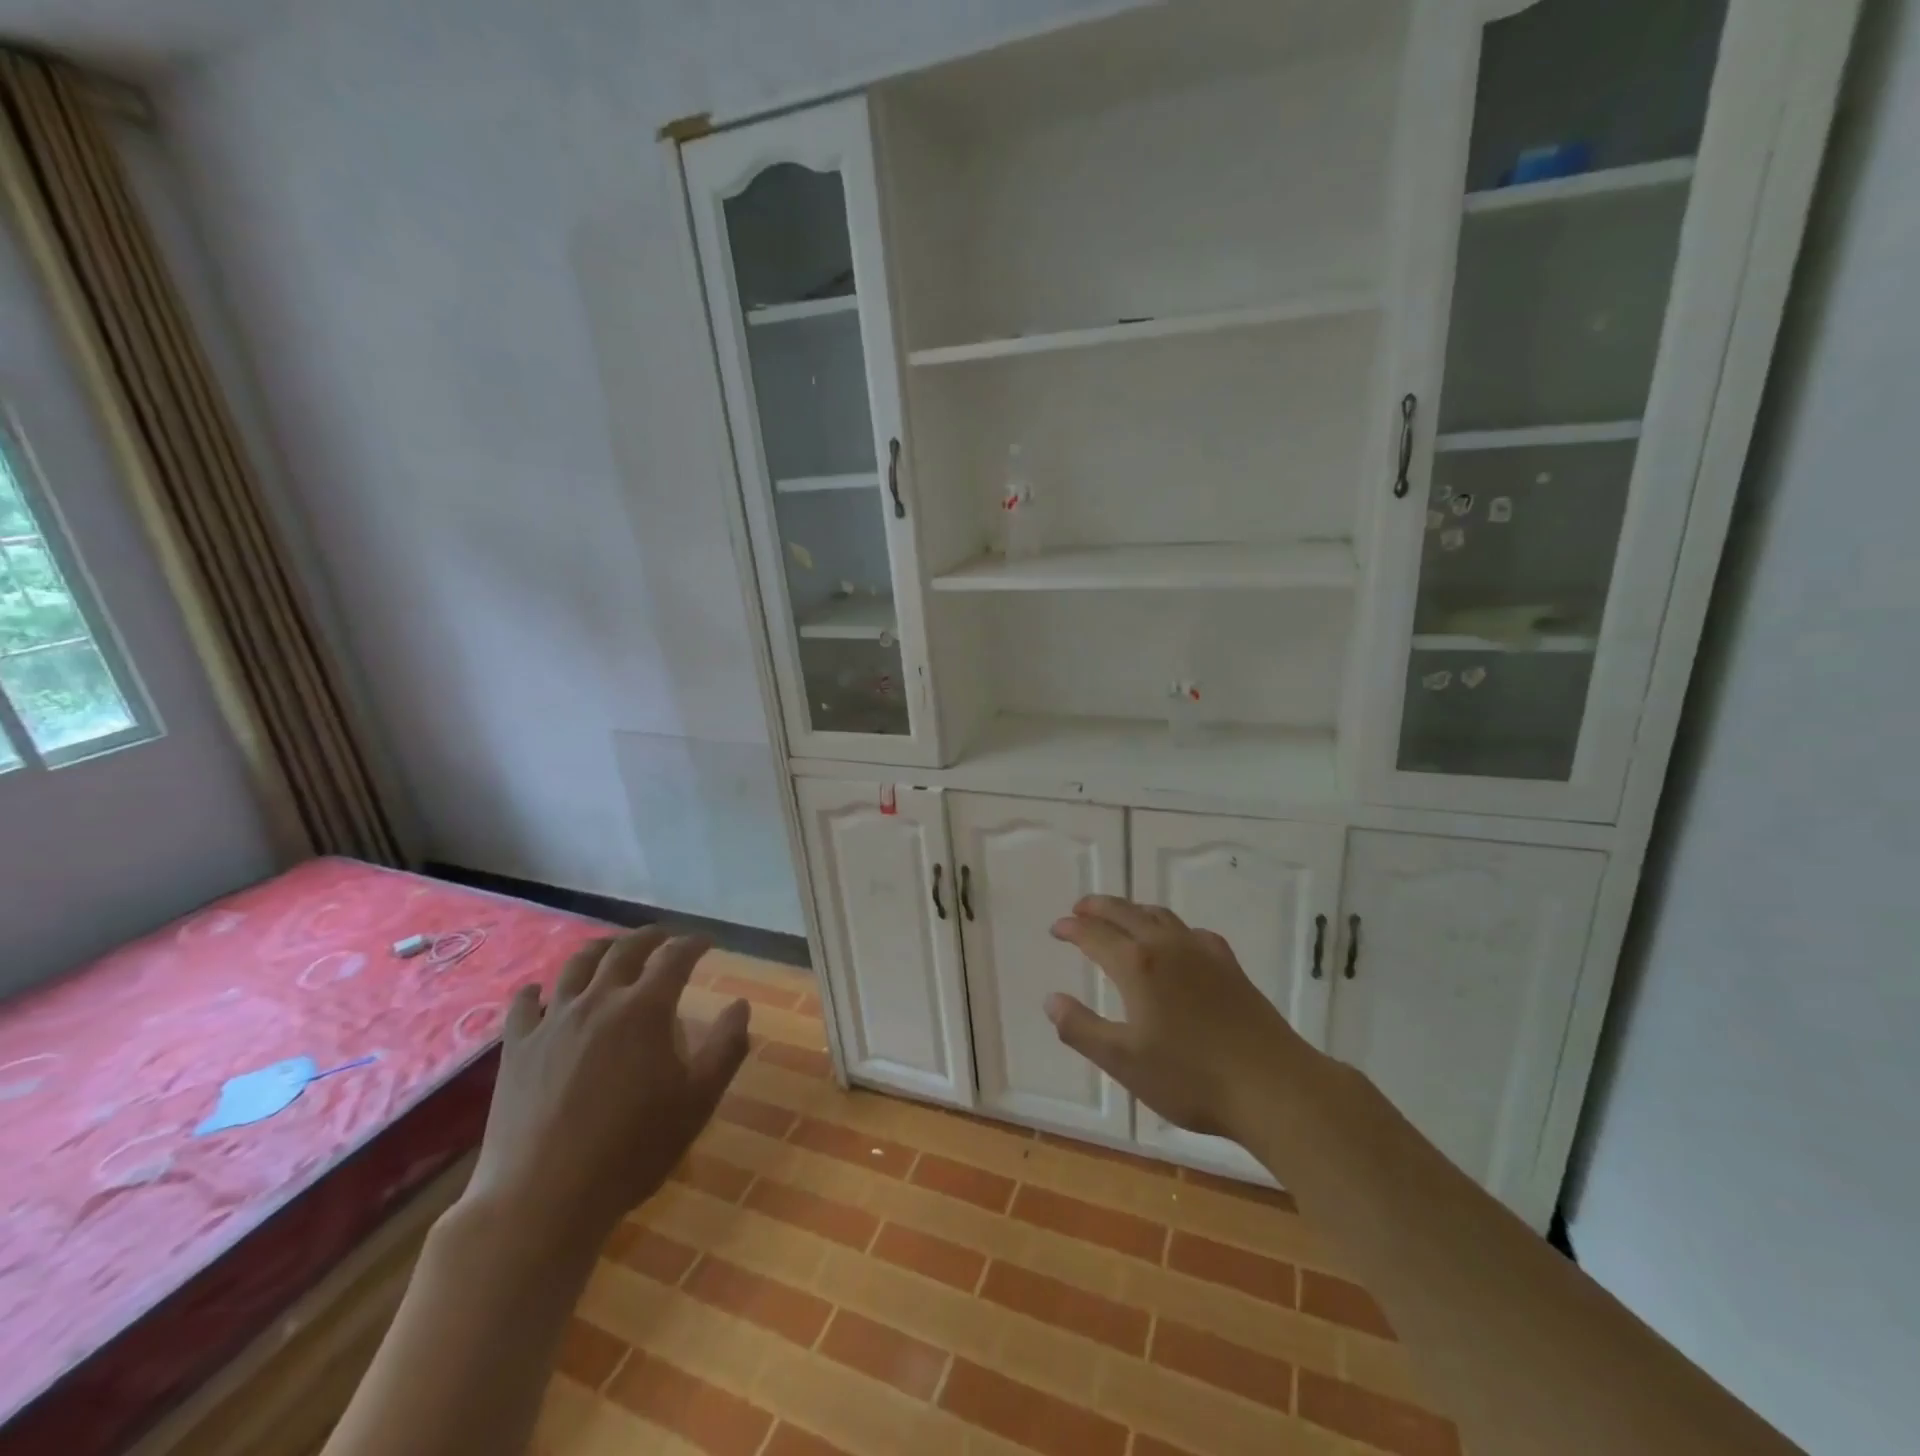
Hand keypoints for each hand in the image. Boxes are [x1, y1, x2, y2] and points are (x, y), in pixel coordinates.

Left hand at [465, 929, 751, 1250]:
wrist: (543, 1197)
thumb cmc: (632, 1149)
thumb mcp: (698, 1101)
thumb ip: (726, 1047)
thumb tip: (741, 1005)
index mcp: (645, 1009)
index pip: (675, 957)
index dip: (694, 943)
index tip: (707, 942)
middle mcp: (599, 1001)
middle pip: (624, 950)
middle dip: (649, 937)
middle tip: (663, 936)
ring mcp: (552, 1021)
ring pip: (576, 966)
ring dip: (600, 949)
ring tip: (612, 949)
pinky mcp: (517, 1048)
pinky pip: (524, 1004)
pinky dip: (537, 989)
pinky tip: (541, 990)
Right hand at [1047, 896, 1313, 1138]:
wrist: (1274, 1087)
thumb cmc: (1191, 1078)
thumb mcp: (1123, 1061)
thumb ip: (1081, 1028)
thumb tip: (1051, 1000)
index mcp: (1138, 965)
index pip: (1095, 934)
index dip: (1072, 928)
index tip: (1056, 928)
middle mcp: (1168, 946)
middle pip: (1127, 912)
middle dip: (1099, 907)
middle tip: (1080, 908)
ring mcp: (1203, 952)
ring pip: (1160, 916)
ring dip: (1133, 910)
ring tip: (1120, 916)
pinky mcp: (1230, 966)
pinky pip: (1190, 931)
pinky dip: (1169, 927)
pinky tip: (1176, 943)